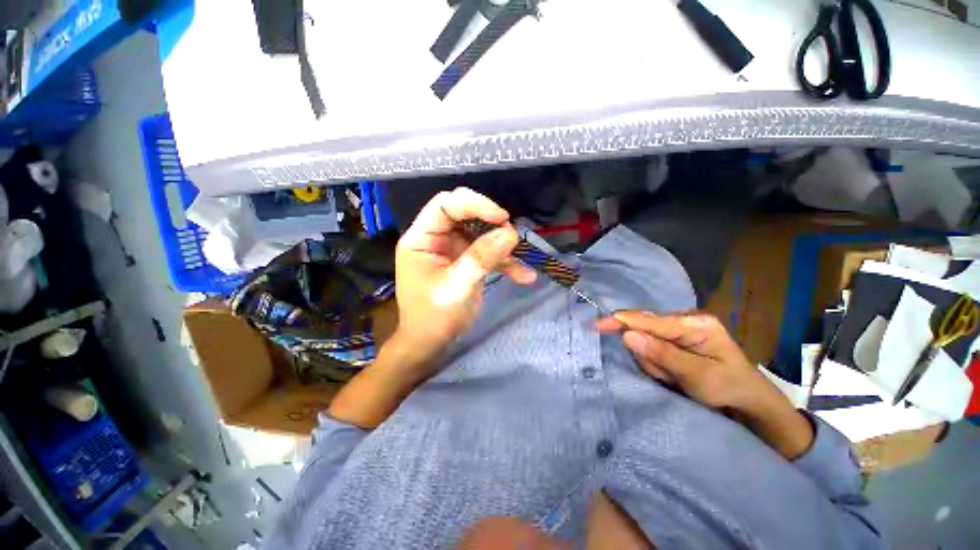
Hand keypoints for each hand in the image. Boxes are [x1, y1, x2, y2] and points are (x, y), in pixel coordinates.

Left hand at [395, 188, 536, 362]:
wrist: (430, 345)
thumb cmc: (433, 319)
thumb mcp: (457, 288)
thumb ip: (481, 258)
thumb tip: (510, 233)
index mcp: (421, 239)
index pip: (445, 205)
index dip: (474, 204)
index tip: (502, 218)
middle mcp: (435, 238)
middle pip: (464, 214)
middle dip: (490, 222)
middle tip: (511, 237)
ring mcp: (451, 249)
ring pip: (480, 233)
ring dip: (501, 243)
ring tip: (520, 256)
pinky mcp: (465, 261)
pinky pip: (486, 253)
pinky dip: (505, 262)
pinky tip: (524, 276)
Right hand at [596, 311, 767, 410]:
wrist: (749, 402)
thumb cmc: (729, 388)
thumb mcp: (697, 375)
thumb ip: (662, 354)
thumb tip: (627, 335)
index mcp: (695, 323)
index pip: (649, 319)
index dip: (621, 321)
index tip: (596, 325)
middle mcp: (685, 320)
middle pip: (645, 328)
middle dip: (648, 353)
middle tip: (667, 375)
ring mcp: (680, 329)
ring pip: (646, 340)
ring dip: (653, 361)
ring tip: (675, 377)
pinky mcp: (675, 339)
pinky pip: (652, 347)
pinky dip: (657, 362)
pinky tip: (673, 373)